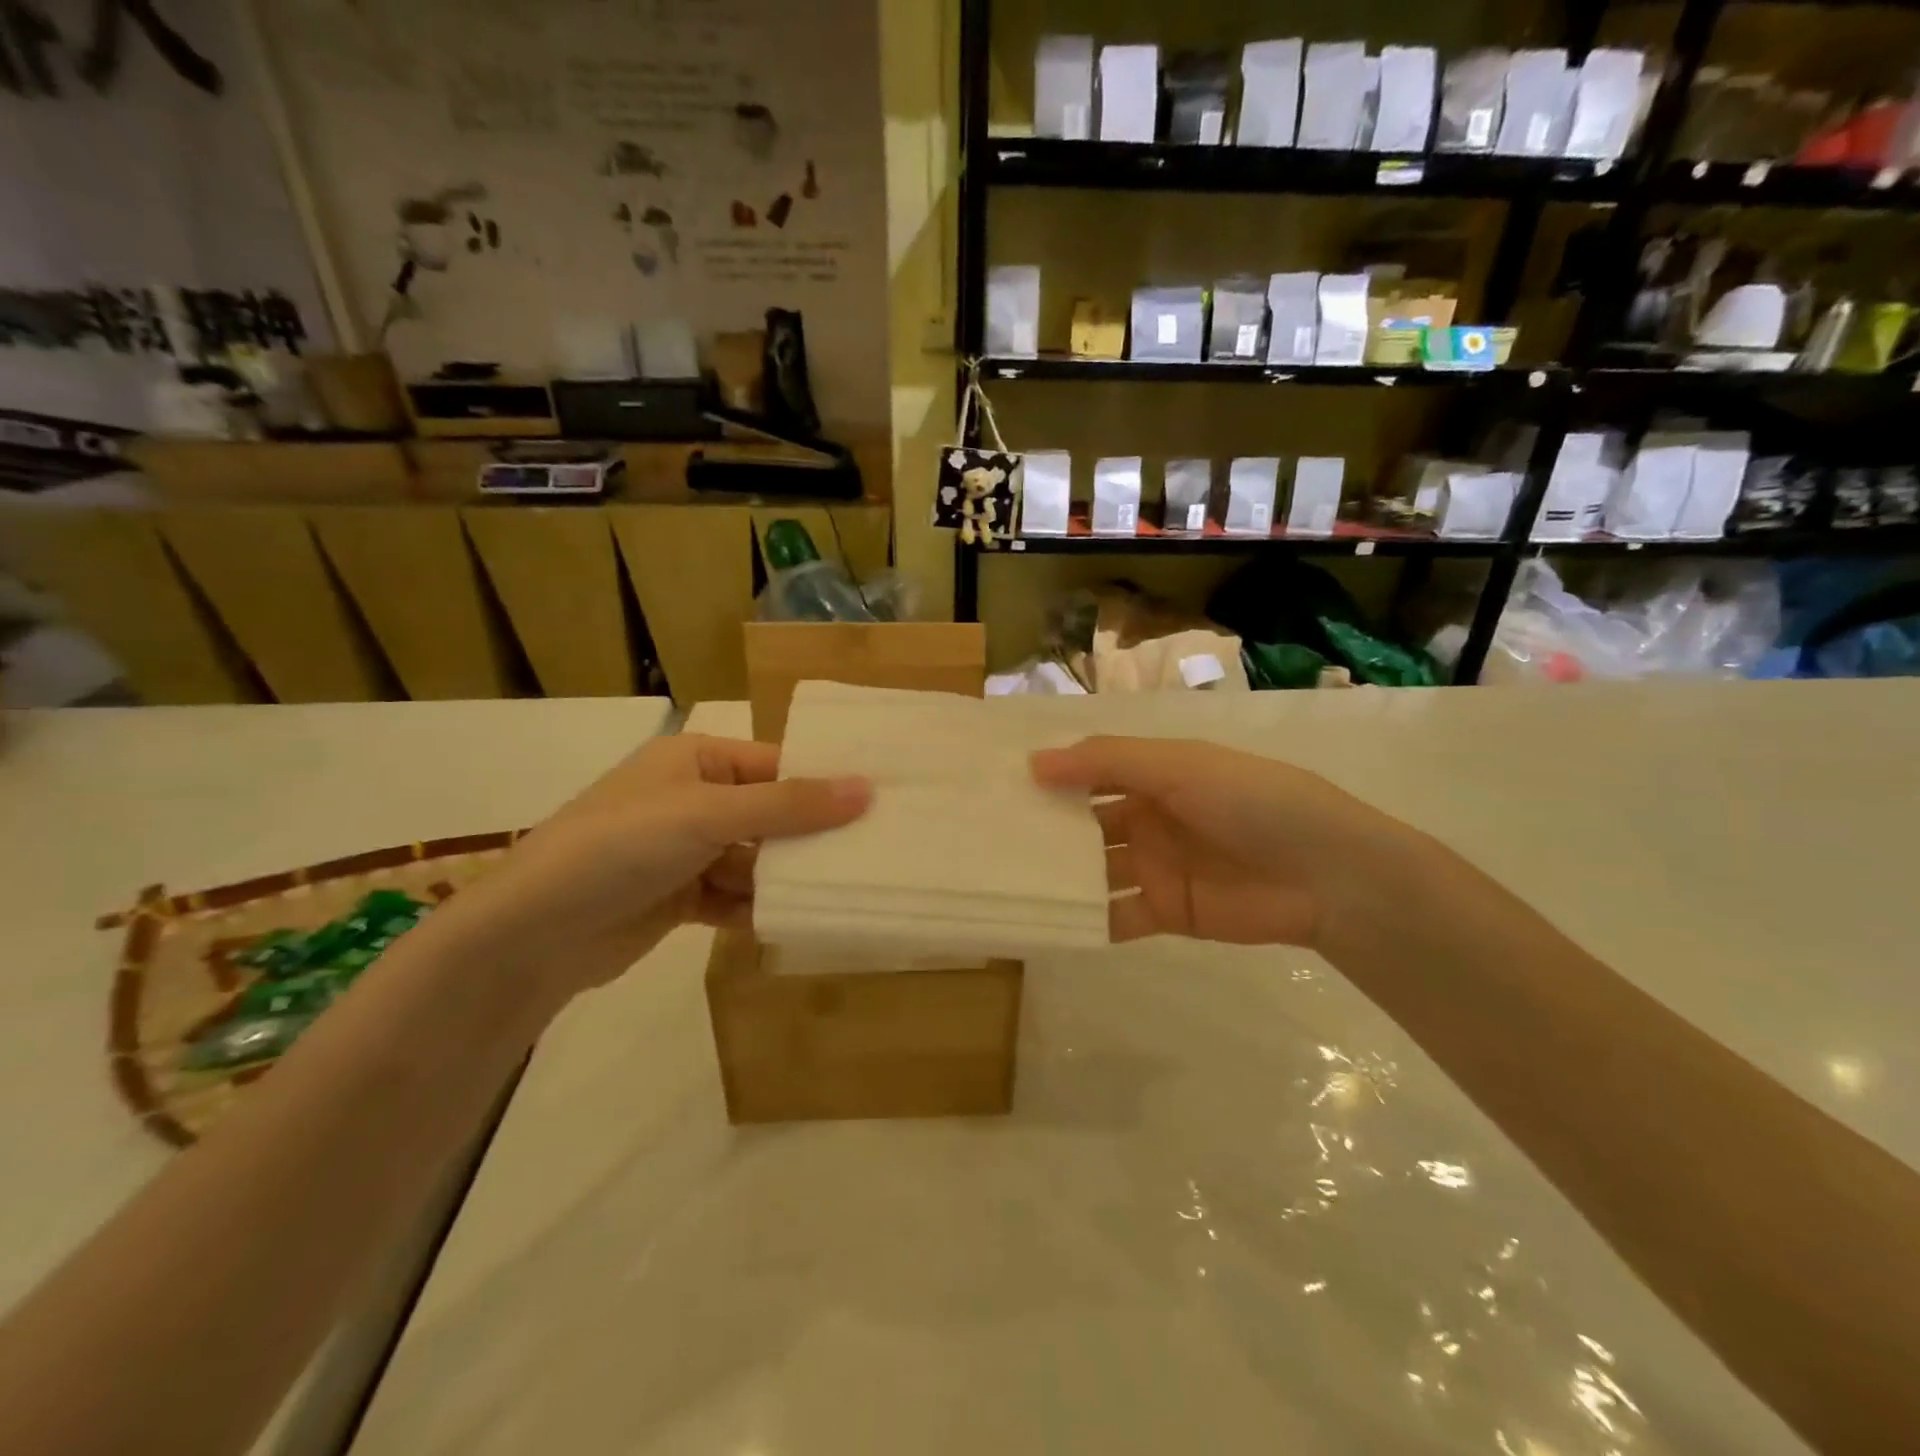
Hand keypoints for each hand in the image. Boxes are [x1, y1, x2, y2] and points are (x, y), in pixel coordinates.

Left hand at [431, 735, 868, 1003]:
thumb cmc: (621, 847)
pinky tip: (791, 920)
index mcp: (696, 760)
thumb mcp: (709, 815)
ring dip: (785, 876)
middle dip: (809, 836)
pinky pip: (733, 896)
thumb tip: (867, 788)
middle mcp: (693, 798)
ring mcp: (684, 851)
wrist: (532, 935)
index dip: (824, 784)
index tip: (879, 804)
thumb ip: (789, 805)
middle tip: (872, 852)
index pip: (776, 765)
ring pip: (755, 858)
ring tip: (842, 890)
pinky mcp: (678, 896)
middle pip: (770, 813)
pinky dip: (757, 908)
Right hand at [1031, 736, 1402, 949]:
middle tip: (985, 839)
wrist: (1328, 877)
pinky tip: (1041, 922)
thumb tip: (1033, 762)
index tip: (996, 786)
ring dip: (1057, 875)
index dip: (1050, 777)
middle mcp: (1148, 817)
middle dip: (1044, 829)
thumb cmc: (1252, 802)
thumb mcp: (1179, 767)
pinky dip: (1083, 920)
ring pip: (1093, 870)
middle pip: (1084, 823)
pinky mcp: (1165, 913)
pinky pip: (1114, 915)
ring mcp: (1155, 866)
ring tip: (1001, 881)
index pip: (1089, 772)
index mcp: (1154, 775)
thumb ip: (1107, 762)